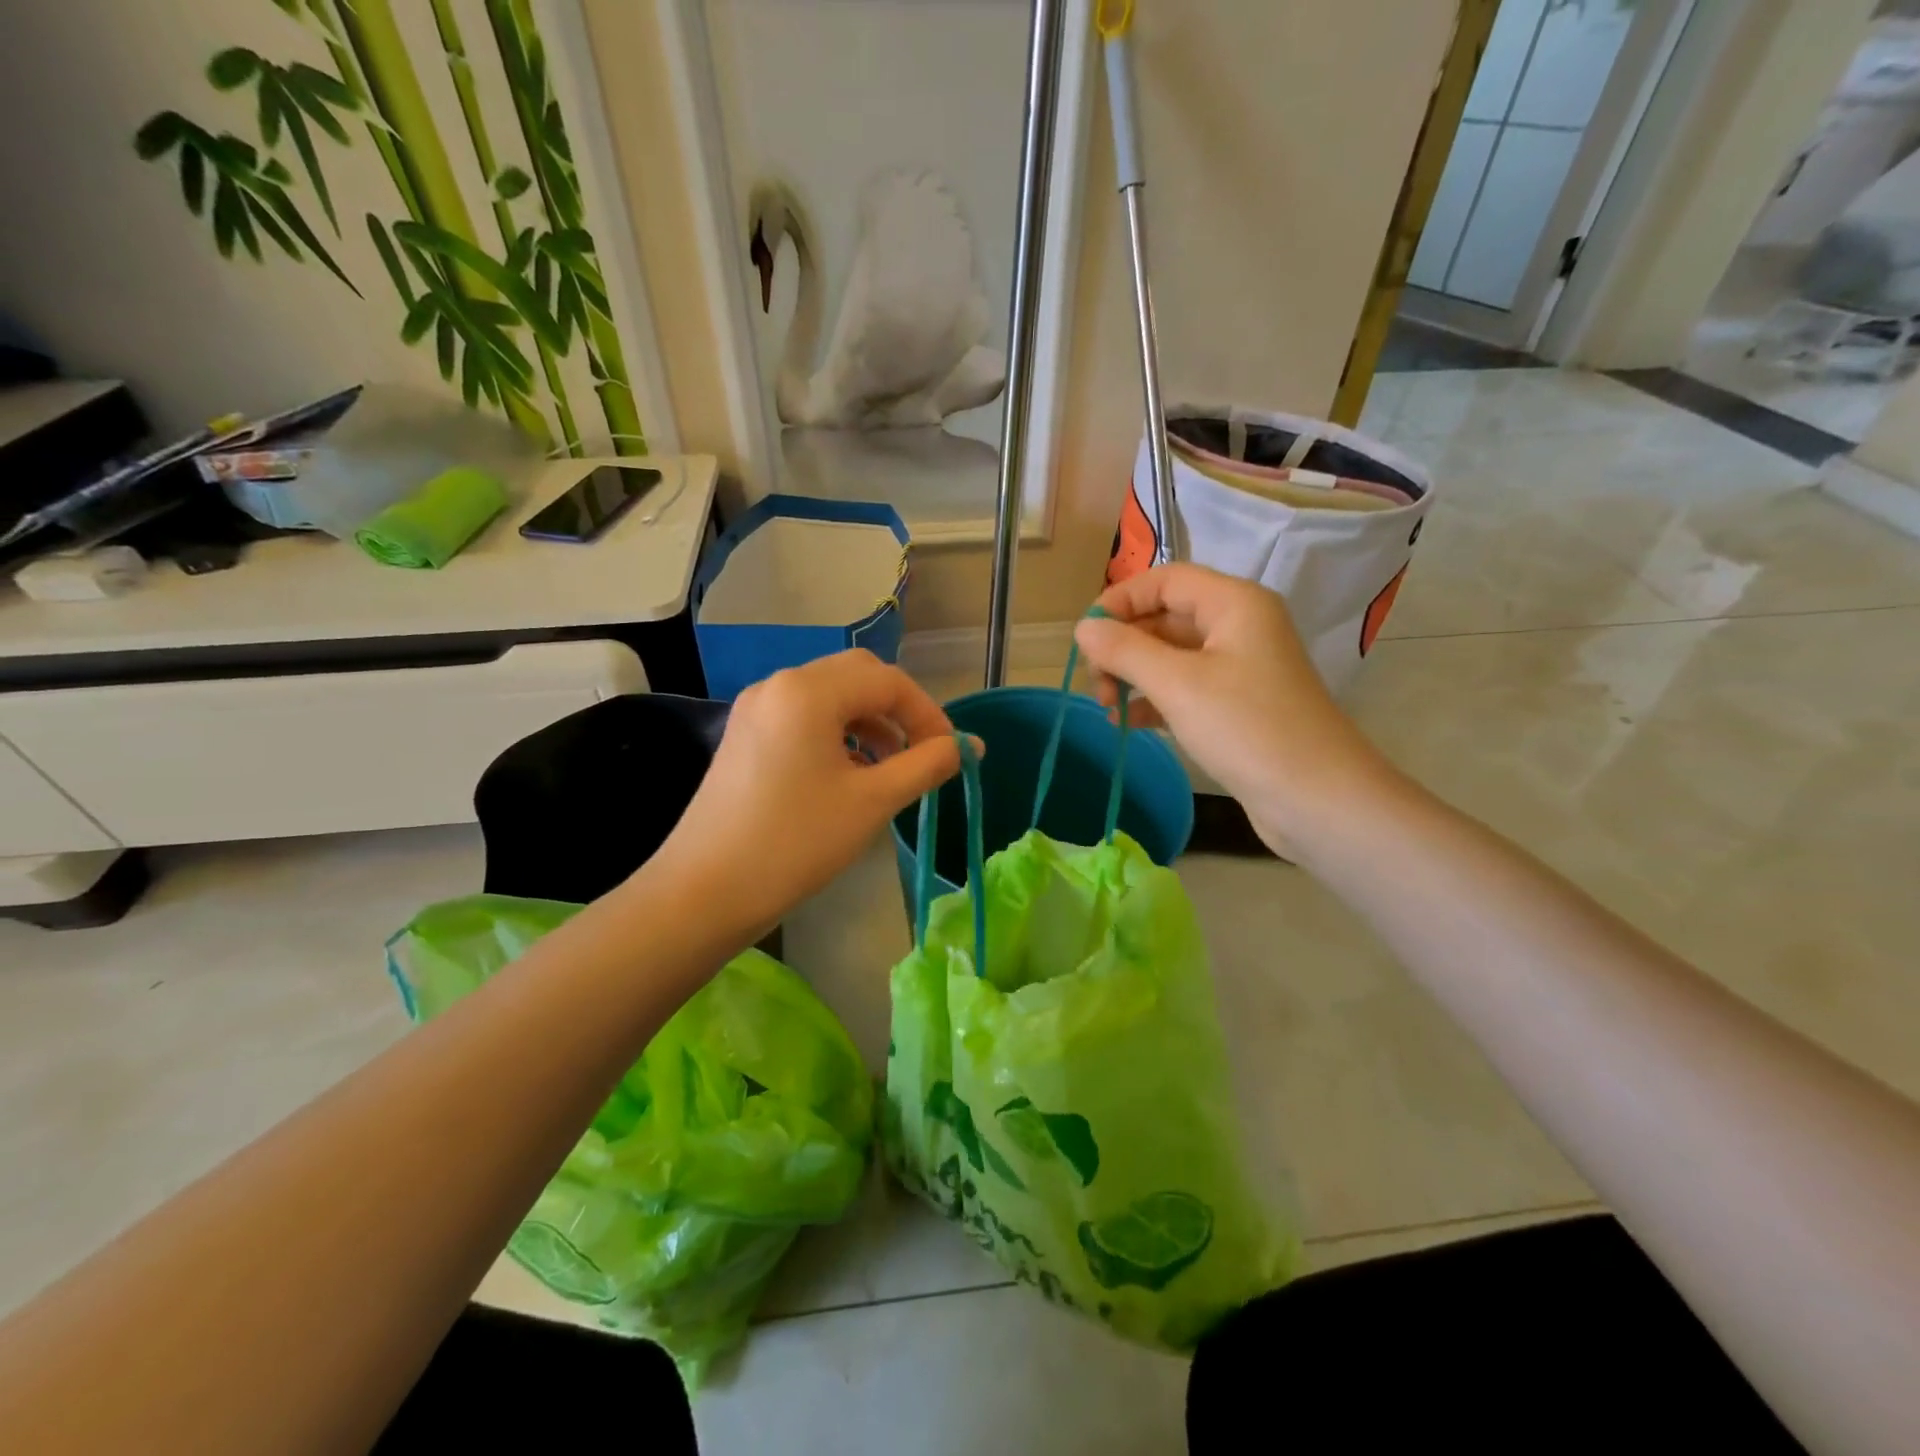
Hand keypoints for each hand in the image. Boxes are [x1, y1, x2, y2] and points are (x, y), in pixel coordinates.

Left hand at [645, 649, 963, 940]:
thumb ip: (927, 764)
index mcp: (809, 691)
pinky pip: (803, 716)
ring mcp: (756, 708)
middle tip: (922, 753)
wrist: (705, 891)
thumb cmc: (796, 843)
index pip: (888, 681)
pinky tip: (849, 773)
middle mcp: (780, 685)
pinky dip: (837, 733)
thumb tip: (969, 745)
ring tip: (889, 768)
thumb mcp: (873, 801)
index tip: (950, 754)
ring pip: (830, 695)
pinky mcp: (744, 734)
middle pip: (858, 676)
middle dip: (898, 710)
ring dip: (869, 721)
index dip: (928, 714)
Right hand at [1075, 564, 1393, 856]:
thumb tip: (1083, 629)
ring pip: (1172, 656)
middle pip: (1166, 617)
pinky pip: (1185, 688)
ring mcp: (1240, 668)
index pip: (1165, 580)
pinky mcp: (1238, 706)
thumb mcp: (1177, 685)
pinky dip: (1154, 700)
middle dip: (1124, 645)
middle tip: (1096, 683)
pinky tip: (1129, 722)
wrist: (1318, 799)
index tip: (1084, 636)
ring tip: (1107, 707)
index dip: (1120, 600)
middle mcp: (1239, 626)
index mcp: (1234, 604)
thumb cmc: (1247, 728)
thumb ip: (1125, 651)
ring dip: (1134, 675)